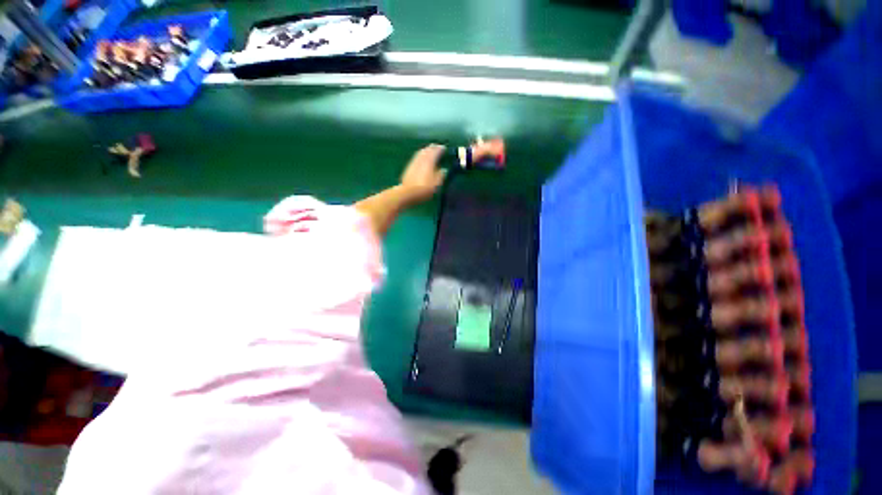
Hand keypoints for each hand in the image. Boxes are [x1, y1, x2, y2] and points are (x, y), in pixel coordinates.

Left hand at [400, 144, 446, 202]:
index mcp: (429, 162)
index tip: (444, 148)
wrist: (407, 193)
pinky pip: (416, 157)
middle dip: (432, 148)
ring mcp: (413, 162)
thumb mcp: (436, 184)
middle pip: (427, 150)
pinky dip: (420, 155)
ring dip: (425, 150)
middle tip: (436, 146)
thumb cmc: (424, 189)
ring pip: (420, 153)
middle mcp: (421, 159)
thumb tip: (444, 169)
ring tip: (429, 150)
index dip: (440, 149)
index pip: (435, 152)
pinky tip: (420, 158)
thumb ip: (440, 175)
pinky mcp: (408, 167)